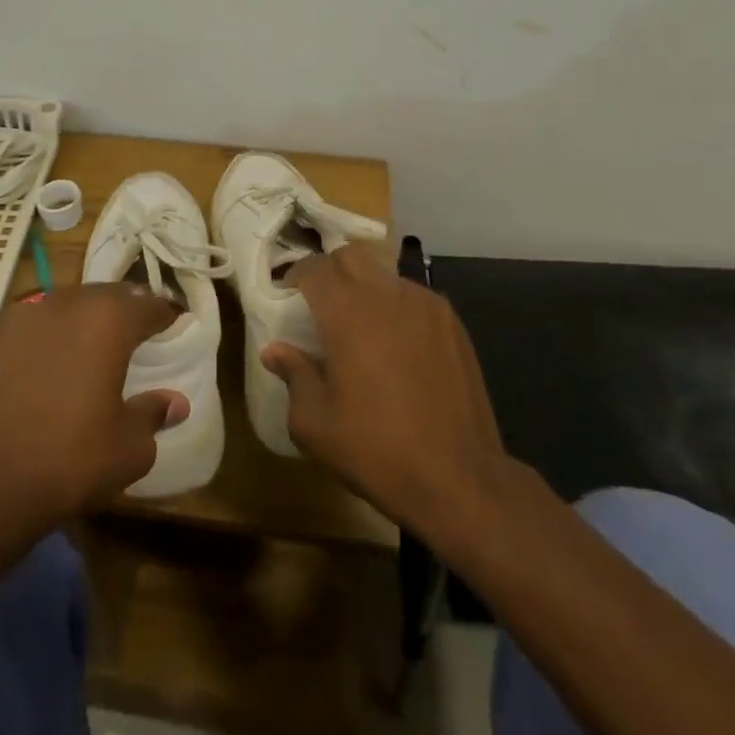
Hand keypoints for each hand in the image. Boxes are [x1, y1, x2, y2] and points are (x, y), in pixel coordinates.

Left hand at [0, 283, 188, 536]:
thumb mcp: (128, 448)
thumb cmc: (69, 461)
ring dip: (87, 317)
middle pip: (109, 296)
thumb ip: (154, 414)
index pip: (149, 305)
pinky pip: (38, 319)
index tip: (174, 328)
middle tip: (137, 335)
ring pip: (71, 302)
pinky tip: (53, 358)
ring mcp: (28, 313)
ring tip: (94, 345)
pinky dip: (53, 330)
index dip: (166, 316)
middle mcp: (70, 302)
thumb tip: (176, 402)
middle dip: (126, 311)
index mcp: (109, 320)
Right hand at [262, 243, 508, 538]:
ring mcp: (424, 303)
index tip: (289, 294)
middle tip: (322, 302)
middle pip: (351, 255)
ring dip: (366, 287)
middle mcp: (385, 294)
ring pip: (384, 273)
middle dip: (331, 269)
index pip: (314, 267)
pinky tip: (398, 344)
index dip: (297, 275)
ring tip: (362, 324)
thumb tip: (275, 350)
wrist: (459, 479)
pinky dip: (397, 307)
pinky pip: (414, 297)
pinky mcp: (451, 321)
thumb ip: (293, 375)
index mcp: (346, 312)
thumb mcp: (315, 425)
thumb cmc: (377, 451)